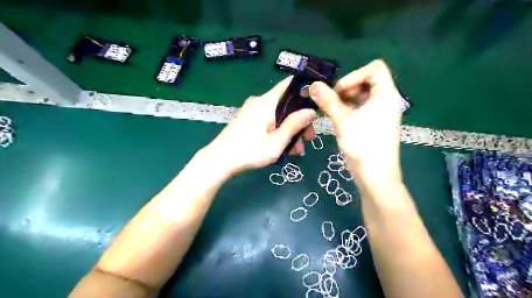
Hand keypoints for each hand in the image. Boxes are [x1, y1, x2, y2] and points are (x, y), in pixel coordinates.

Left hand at [204, 76, 314, 174]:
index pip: (290, 84)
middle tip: (309, 139)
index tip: (318, 105)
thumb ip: (294, 125)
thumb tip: (311, 111)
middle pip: (287, 103)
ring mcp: (253, 111)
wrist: (219, 161)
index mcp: (267, 102)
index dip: (306, 90)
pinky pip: (269, 120)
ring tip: (297, 150)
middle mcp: (260, 102)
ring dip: (290, 129)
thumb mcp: (276, 142)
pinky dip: (279, 130)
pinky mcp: (249, 119)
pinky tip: (284, 147)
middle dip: (300, 119)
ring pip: (279, 114)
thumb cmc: (249, 151)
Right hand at [311, 60, 400, 183]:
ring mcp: (379, 112)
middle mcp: (385, 100)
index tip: (339, 91)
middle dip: (346, 88)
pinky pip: (359, 108)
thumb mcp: (343, 121)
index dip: (355, 75)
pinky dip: (346, 109)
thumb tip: (312, 85)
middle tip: (330, 101)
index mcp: (386, 94)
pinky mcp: (372, 122)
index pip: (375, 68)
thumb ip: (328, 101)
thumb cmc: (363, 145)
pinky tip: (334, 117)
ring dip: (343, 99)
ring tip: (329, 110)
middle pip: (366, 81)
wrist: (375, 176)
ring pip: (360, 95)